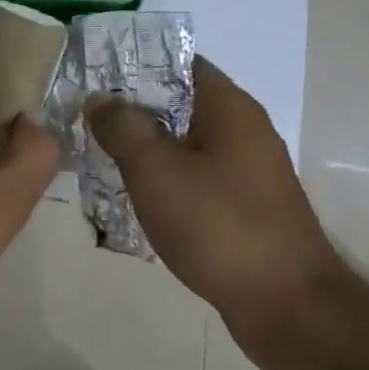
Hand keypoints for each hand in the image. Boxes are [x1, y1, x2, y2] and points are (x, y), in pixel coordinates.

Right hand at [87, 57, 343, 355]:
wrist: (287, 307)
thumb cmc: (219, 226)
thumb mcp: (156, 170)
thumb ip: (122, 127)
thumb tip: (99, 99)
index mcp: (228, 108)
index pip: (178, 62)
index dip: (133, 63)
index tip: (91, 72)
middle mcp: (242, 130)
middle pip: (177, 102)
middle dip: (129, 107)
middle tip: (81, 114)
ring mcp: (245, 170)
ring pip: (181, 142)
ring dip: (141, 144)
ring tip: (94, 150)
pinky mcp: (241, 204)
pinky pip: (192, 174)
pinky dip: (160, 176)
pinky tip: (128, 191)